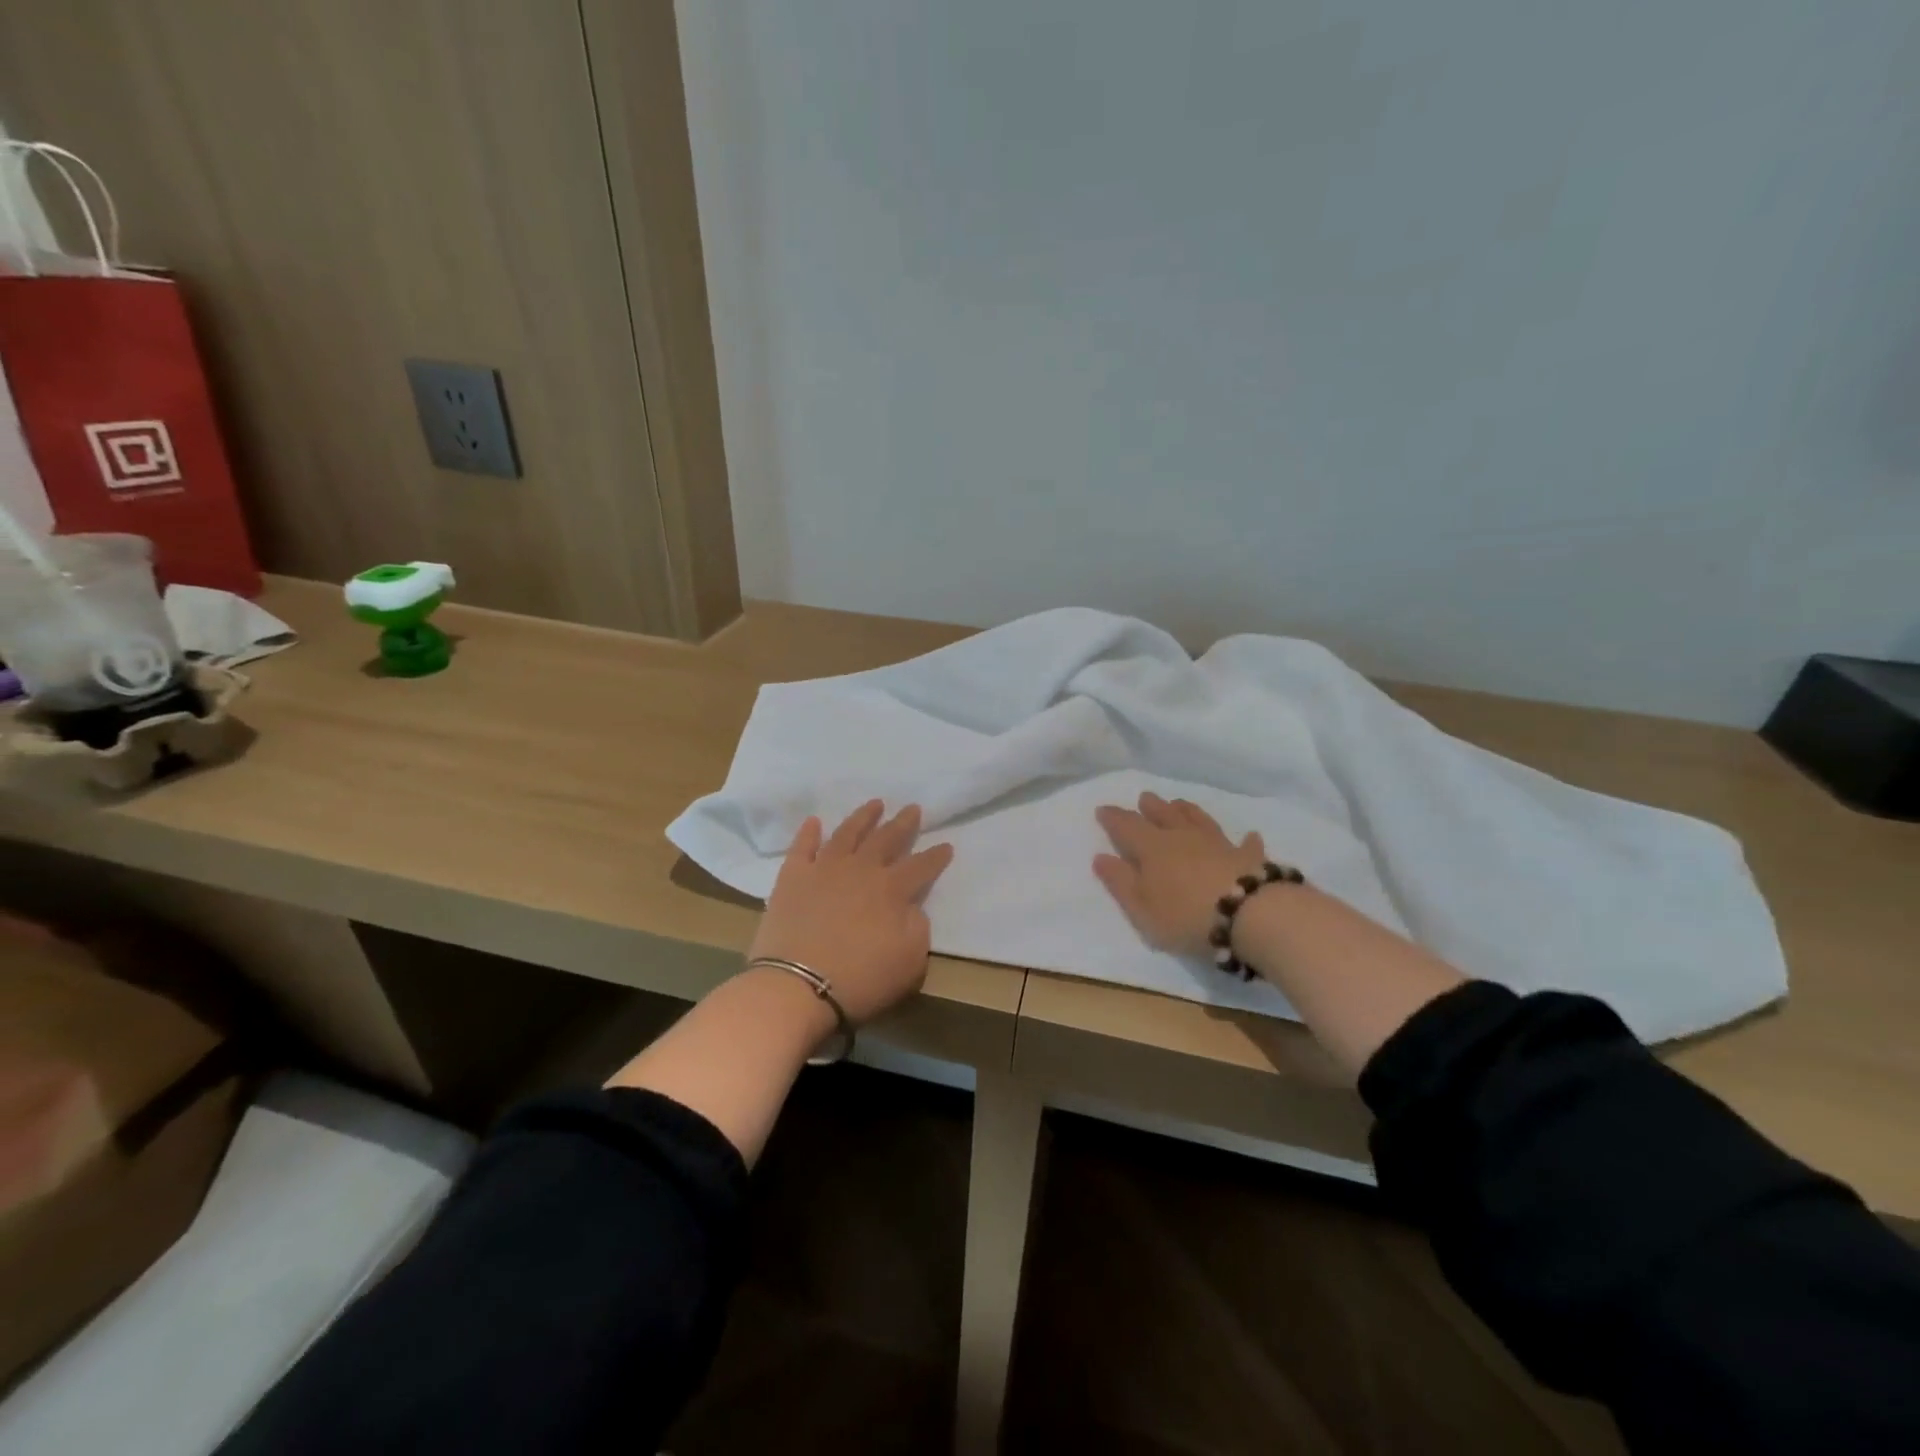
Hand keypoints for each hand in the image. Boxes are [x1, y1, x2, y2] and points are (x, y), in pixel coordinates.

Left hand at [747, 800, 954, 1024]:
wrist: (797, 986)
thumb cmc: (860, 980)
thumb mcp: (910, 963)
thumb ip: (917, 929)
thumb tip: (911, 908)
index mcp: (892, 890)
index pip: (921, 866)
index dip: (936, 856)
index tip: (946, 845)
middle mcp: (861, 870)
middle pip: (886, 839)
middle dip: (903, 823)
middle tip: (913, 808)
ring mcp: (824, 869)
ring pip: (847, 834)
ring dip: (863, 817)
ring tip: (875, 804)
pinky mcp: (792, 878)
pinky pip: (802, 847)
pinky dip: (809, 833)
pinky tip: (815, 821)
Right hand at [1093, 792, 1266, 957]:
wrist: (1249, 914)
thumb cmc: (1186, 915)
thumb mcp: (1142, 907)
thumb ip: (1120, 882)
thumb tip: (1100, 857)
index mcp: (1152, 848)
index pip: (1127, 827)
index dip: (1113, 818)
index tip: (1103, 809)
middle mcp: (1183, 838)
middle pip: (1164, 815)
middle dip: (1151, 807)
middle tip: (1145, 797)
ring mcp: (1218, 844)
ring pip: (1199, 820)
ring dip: (1187, 811)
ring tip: (1179, 803)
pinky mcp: (1248, 858)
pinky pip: (1245, 844)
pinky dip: (1245, 839)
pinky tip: (1250, 835)